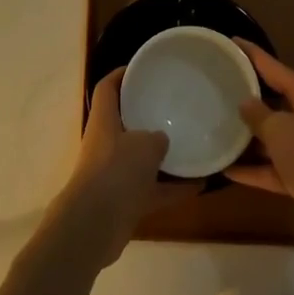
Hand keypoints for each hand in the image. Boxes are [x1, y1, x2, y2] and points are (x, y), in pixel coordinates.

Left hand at [57, 68, 198, 266]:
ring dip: (163, 156)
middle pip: (125, 122)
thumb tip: (161, 139)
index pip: (107, 88)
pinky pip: (153, 189)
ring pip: (140, 159)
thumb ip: (156, 138)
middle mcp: (106, 144)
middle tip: (173, 106)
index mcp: (103, 121)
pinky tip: (200, 185)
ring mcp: (114, 174)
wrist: (94, 226)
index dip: (121, 74)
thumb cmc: (116, 171)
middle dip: (146, 115)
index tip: (142, 68)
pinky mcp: (124, 201)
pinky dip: (173, 188)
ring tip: (192, 145)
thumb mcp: (144, 145)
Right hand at [227, 40, 293, 248]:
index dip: (253, 54)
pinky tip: (227, 170)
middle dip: (249, 97)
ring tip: (218, 127)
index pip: (274, 68)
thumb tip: (245, 103)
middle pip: (274, 101)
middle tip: (220, 87)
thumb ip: (258, 114)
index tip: (232, 42)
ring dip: (249, 137)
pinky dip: (253, 169)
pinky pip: (272, 168)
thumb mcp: (279, 129)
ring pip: (273, 137)